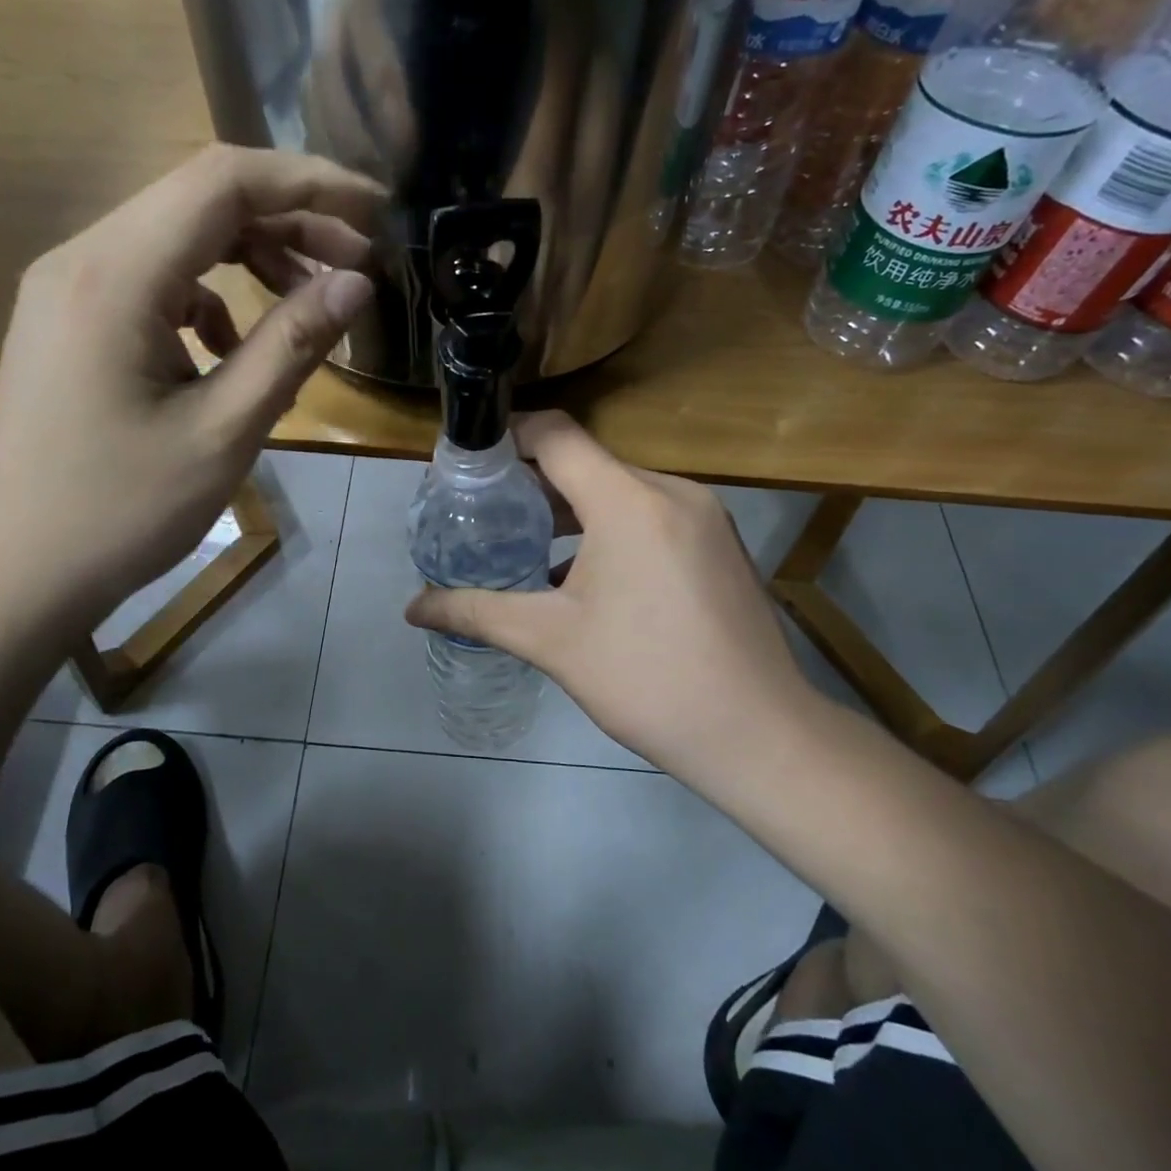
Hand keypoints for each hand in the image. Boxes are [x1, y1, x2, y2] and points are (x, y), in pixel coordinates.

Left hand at [0, 144, 382, 633]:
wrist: (16, 572)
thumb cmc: (122, 511)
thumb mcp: (224, 432)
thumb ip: (292, 346)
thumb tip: (356, 284)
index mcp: (115, 276)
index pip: (223, 182)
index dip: (311, 182)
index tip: (377, 211)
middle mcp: (82, 259)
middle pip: (200, 200)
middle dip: (291, 221)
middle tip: (358, 265)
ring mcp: (67, 288)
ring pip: (178, 237)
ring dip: (252, 258)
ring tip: (308, 304)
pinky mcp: (69, 322)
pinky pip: (153, 281)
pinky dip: (209, 297)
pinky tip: (230, 349)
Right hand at [404, 411, 819, 774]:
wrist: (758, 735)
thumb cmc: (646, 679)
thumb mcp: (551, 641)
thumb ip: (476, 613)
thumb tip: (412, 607)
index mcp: (628, 501)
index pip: (556, 434)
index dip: (507, 437)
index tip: (468, 463)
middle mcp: (671, 491)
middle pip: (586, 462)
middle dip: (531, 481)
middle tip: (484, 512)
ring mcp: (703, 516)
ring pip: (619, 489)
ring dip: (571, 508)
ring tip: (524, 542)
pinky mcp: (718, 543)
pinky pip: (650, 514)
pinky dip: (609, 528)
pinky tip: (581, 573)